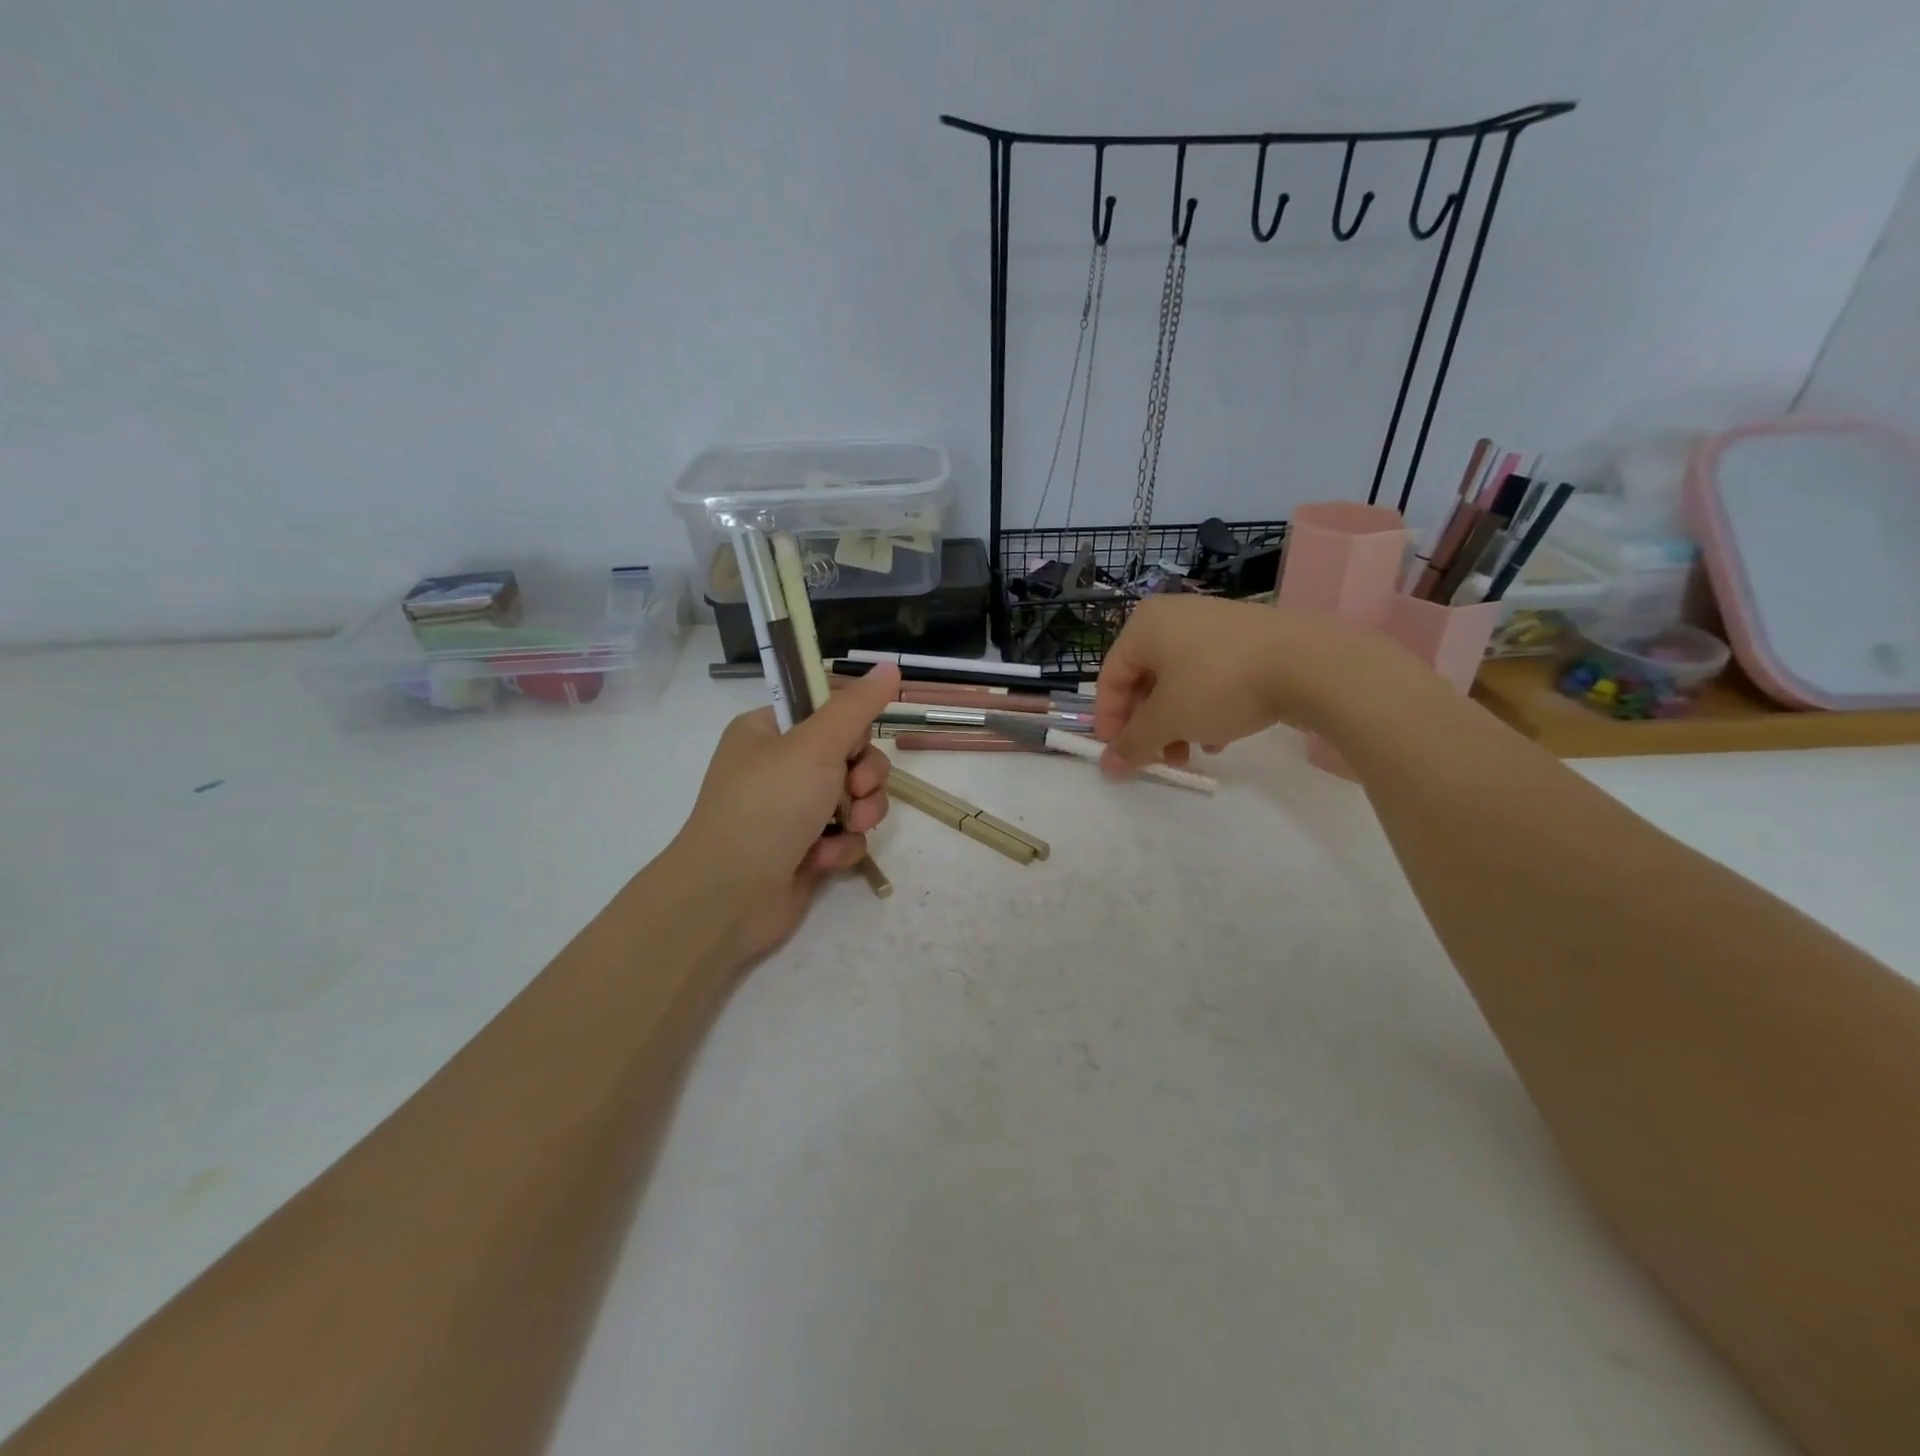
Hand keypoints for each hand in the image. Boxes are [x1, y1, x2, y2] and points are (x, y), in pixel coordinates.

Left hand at [670, 664, 900, 963]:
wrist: (728, 896)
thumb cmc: (767, 806)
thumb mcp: (815, 746)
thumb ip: (857, 706)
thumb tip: (890, 665)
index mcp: (769, 731)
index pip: (827, 710)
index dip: (853, 726)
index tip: (857, 741)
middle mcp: (780, 767)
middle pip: (851, 755)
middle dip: (865, 776)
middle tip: (856, 790)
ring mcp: (793, 810)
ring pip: (856, 798)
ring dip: (862, 813)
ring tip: (848, 828)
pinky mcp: (806, 849)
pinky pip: (846, 835)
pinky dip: (842, 846)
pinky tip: (824, 860)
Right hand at [1094, 595, 1409, 772]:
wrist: (1310, 664)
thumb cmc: (1219, 685)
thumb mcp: (1169, 720)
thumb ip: (1133, 743)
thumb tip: (1107, 766)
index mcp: (1145, 625)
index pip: (1111, 677)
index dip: (1109, 720)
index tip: (1118, 755)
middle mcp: (1175, 617)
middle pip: (1146, 681)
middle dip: (1150, 726)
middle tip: (1160, 759)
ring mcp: (1214, 624)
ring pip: (1180, 682)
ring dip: (1178, 723)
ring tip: (1194, 752)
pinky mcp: (1248, 638)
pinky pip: (1211, 676)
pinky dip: (1207, 707)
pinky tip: (1223, 735)